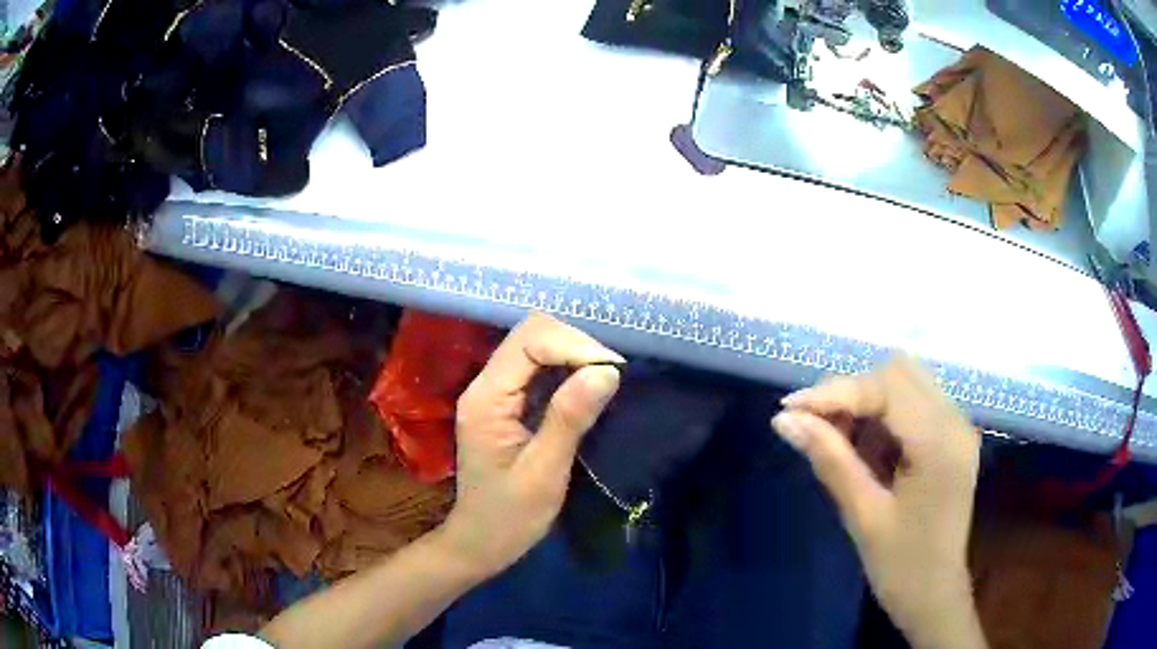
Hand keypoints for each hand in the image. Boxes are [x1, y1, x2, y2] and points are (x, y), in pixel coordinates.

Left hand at [440, 313, 622, 578]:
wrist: (481, 542)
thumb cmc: (510, 516)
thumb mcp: (544, 472)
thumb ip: (569, 418)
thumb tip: (607, 371)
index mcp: (486, 398)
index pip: (529, 339)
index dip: (574, 346)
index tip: (612, 373)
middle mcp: (486, 385)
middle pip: (531, 335)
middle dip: (576, 346)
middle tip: (612, 377)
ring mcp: (495, 392)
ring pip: (536, 347)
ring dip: (575, 356)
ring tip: (607, 381)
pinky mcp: (506, 403)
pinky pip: (538, 370)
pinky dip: (568, 371)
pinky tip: (588, 390)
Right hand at [772, 357, 985, 648]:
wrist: (934, 595)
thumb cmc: (900, 566)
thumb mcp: (862, 516)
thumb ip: (830, 460)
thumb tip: (784, 421)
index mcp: (939, 443)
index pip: (885, 389)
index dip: (835, 393)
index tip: (789, 410)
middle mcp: (955, 421)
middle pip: (899, 371)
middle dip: (851, 391)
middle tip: (816, 426)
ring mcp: (957, 425)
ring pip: (906, 381)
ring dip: (866, 400)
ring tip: (839, 439)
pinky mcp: (951, 435)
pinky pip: (913, 402)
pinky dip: (882, 414)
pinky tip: (864, 447)